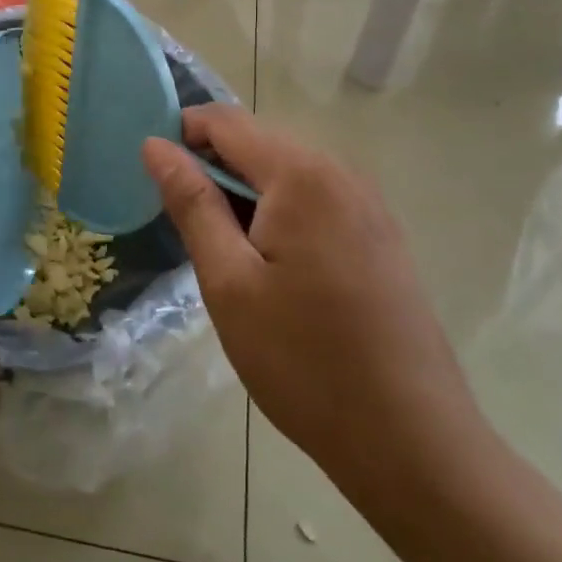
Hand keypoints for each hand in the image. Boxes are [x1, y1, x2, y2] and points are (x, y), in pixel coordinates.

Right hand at [141, 105, 489, 511]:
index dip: (181, 135)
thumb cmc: (303, 360)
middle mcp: (341, 174)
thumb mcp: (228, 281)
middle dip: (212, 169)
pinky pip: (315, 201)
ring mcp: (368, 205)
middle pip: (258, 144)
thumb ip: (192, 203)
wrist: (409, 439)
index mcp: (301, 175)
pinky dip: (278, 215)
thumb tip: (156, 146)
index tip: (152, 177)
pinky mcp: (380, 237)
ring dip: (244, 196)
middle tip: (182, 227)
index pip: (226, 121)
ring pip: (286, 175)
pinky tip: (269, 268)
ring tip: (221, 253)